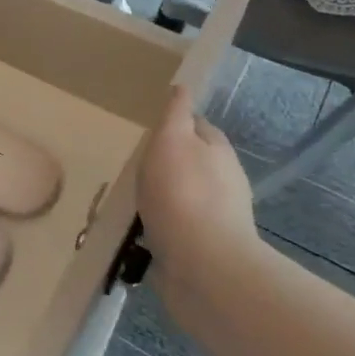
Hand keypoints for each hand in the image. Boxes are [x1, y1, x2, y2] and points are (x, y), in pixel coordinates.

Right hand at [137, 85, 260, 288]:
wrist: (203, 267)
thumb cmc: (183, 194)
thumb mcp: (171, 140)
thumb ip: (175, 114)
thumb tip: (182, 88)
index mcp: (218, 150)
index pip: (198, 125)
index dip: (177, 122)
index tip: (152, 125)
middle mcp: (223, 182)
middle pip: (193, 162)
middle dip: (169, 162)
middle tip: (136, 163)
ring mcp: (215, 219)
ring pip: (183, 197)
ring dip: (163, 197)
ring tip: (131, 200)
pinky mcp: (203, 251)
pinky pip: (176, 230)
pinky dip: (160, 227)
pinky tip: (138, 232)